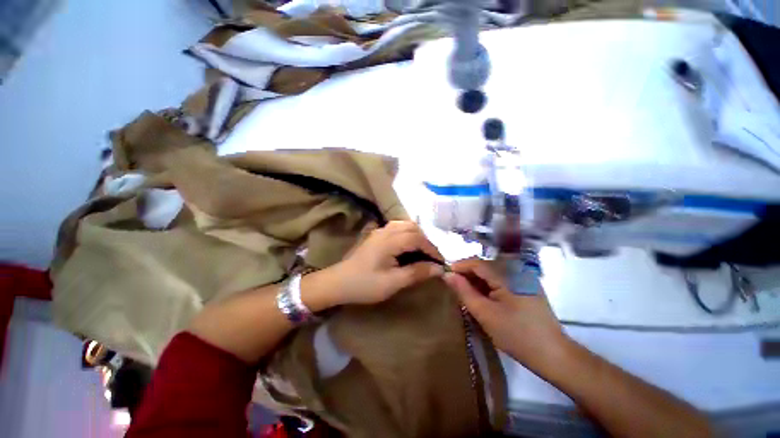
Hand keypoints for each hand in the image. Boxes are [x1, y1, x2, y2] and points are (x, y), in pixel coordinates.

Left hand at [330, 221, 444, 305]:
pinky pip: (396, 227)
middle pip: (412, 227)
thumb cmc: (365, 284)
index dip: (432, 249)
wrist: (338, 282)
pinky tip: (407, 245)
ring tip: (421, 251)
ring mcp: (379, 231)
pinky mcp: (375, 235)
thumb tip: (438, 269)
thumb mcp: (393, 282)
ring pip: (404, 225)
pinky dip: (407, 233)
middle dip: (425, 240)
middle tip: (431, 257)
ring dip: (416, 235)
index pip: (418, 238)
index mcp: (390, 241)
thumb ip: (416, 273)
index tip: (441, 262)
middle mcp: (385, 231)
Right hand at [443, 258, 569, 371]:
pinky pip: (503, 279)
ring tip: (468, 293)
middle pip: (485, 266)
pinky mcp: (528, 286)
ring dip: (478, 280)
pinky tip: (485, 297)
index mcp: (507, 275)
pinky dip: (490, 285)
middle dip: (468, 274)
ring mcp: (524, 278)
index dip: (459, 266)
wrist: (554, 355)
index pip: (477, 262)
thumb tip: (447, 275)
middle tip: (455, 288)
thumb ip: (464, 291)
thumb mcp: (484, 313)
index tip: (445, 275)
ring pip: (493, 272)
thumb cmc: (516, 335)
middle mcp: (517, 270)